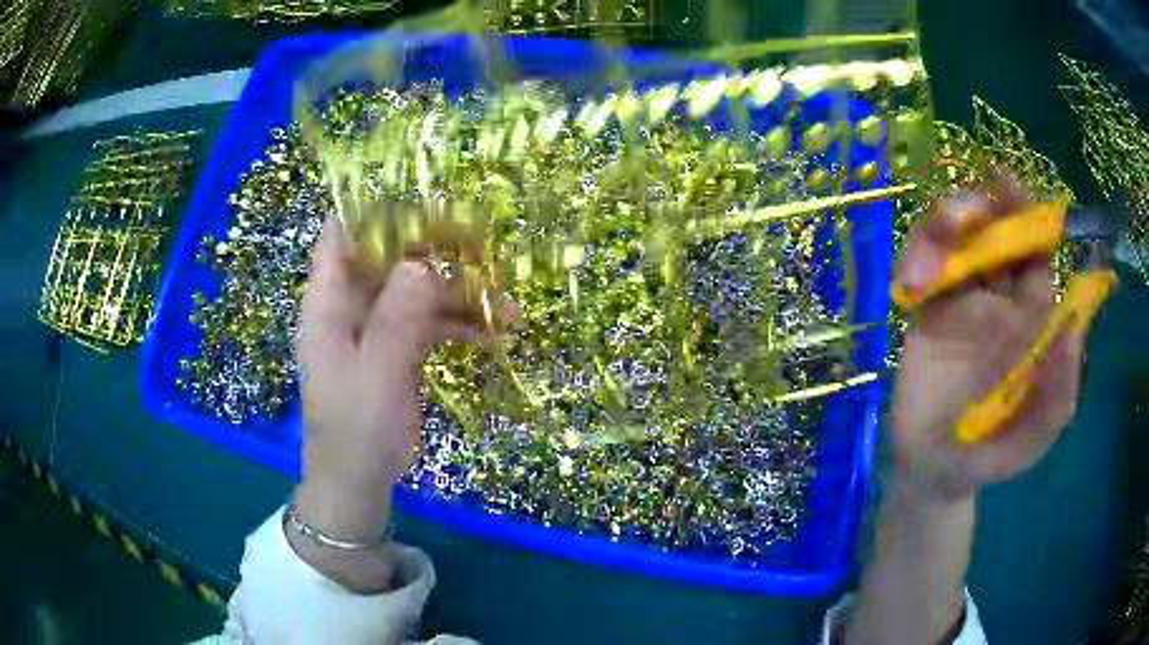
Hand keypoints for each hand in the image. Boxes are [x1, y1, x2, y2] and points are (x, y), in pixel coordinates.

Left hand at [290, 219, 486, 590]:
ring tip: (506, 305)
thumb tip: (423, 263)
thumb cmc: (355, 430)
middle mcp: (351, 306)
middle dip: (433, 249)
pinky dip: (461, 324)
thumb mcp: (375, 374)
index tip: (421, 205)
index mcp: (328, 304)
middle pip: (388, 258)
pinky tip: (498, 331)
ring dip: (458, 293)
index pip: (340, 236)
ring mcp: (377, 328)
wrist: (359, 482)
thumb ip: (396, 318)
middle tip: (482, 247)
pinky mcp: (398, 350)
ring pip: (417, 291)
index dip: (373, 214)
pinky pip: (430, 323)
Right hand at [891, 174, 1084, 501]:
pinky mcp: (925, 311)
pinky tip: (906, 287)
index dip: (1024, 213)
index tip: (1003, 183)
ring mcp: (960, 301)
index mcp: (1031, 319)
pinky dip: (911, 260)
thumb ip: (1056, 398)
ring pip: (950, 239)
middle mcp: (999, 298)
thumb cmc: (987, 459)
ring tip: (920, 275)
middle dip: (973, 211)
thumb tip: (1071, 329)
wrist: (932, 473)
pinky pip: (918, 265)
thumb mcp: (1029, 442)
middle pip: (989, 230)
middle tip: (958, 223)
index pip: (1033, 251)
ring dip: (936, 235)